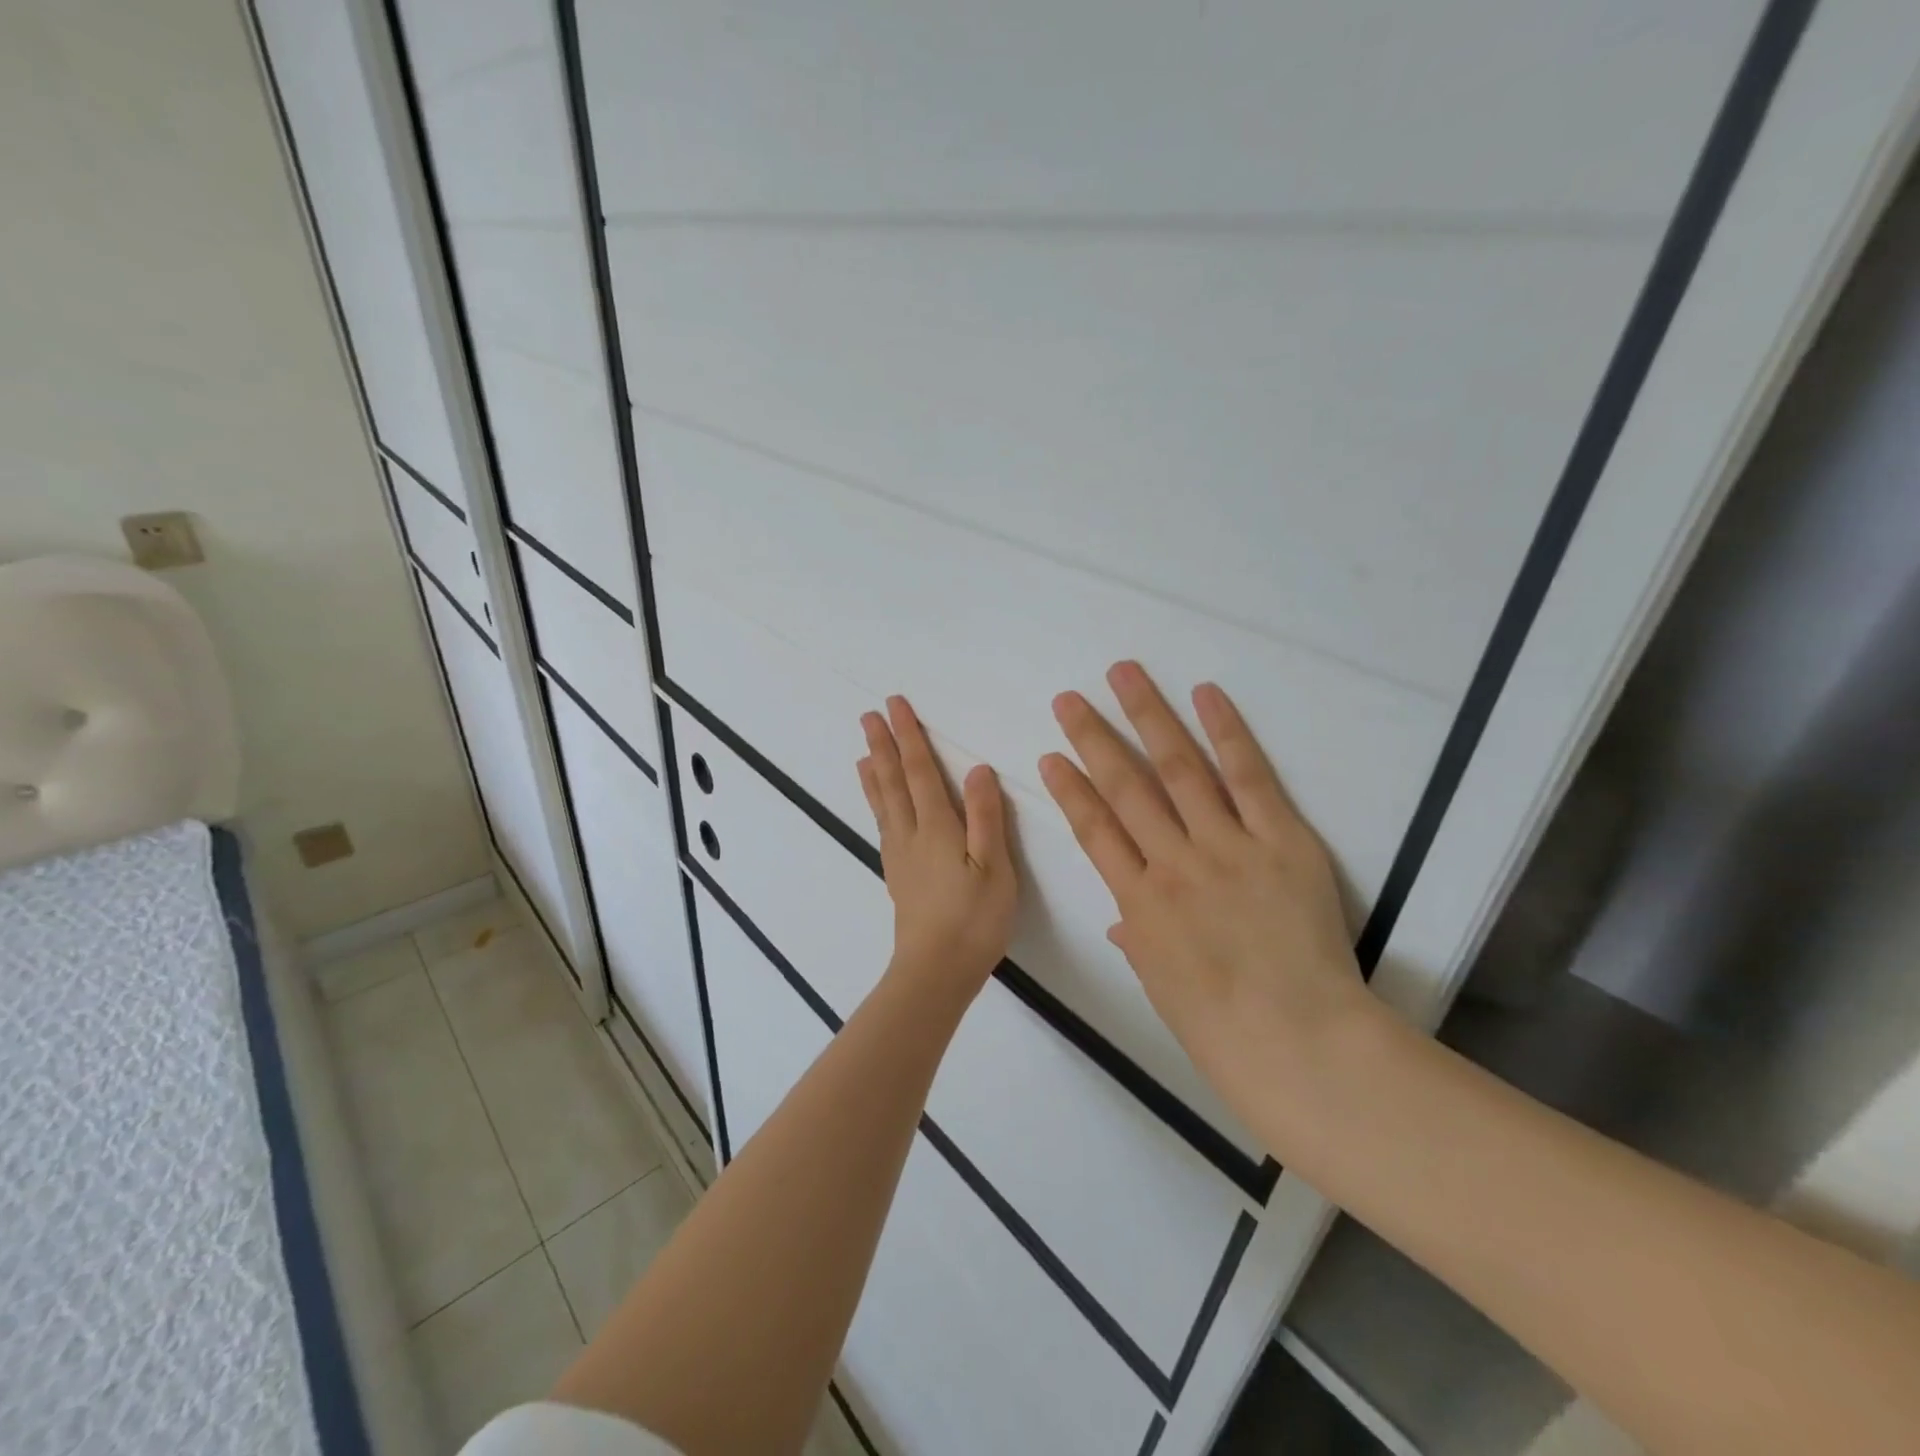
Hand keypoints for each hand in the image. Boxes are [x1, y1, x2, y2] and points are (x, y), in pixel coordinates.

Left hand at [859, 696, 1017, 997]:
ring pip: (882, 804)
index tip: (895, 706)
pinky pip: (883, 826)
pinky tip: (879, 807)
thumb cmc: (974, 919)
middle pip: (893, 782)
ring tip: (863, 752)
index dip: (909, 736)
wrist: (936, 971)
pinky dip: (876, 805)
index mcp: (937, 827)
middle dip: (883, 746)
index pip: (919, 771)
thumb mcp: (994, 868)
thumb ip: (986, 817)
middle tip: (868, 716)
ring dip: (874, 773)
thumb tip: (977, 770)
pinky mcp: (898, 876)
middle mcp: (911, 835)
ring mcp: (900, 856)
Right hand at [1038, 661, 1370, 1115]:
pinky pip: (1250, 779)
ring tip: (1123, 674)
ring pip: (1179, 769)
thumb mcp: (1162, 984)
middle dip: (1094, 739)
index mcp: (1140, 903)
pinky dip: (1227, 733)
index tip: (1050, 756)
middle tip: (1069, 699)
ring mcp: (1227, 847)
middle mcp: (1174, 863)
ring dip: (1148, 717)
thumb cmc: (1222, 1029)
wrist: (1300, 1043)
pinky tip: (1205, 694)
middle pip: (1127, 788)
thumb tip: (1123, 917)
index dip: (1070, 790)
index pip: (1094, 831)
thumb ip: (1139, 938)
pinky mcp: (1281, 841)